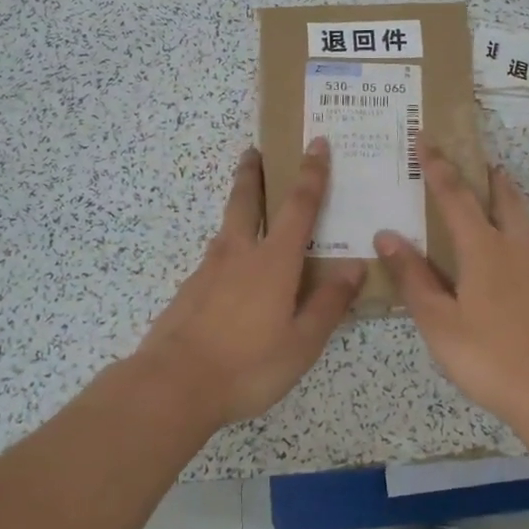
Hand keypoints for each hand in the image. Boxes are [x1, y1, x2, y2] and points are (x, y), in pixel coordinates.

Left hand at [139, 140, 366, 426]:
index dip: (312, 174)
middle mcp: (240, 254)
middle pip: (246, 201)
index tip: (317, 144)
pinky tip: (230, 269)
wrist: (174, 384)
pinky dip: (226, 248)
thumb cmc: (248, 365)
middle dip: (253, 173)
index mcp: (274, 262)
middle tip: (253, 150)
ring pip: (226, 227)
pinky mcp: (189, 290)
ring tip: (246, 205)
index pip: (299, 207)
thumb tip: (355, 267)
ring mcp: (208, 270)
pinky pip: (214, 257)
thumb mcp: (302, 342)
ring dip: (237, 206)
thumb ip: (329, 303)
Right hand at [374, 145, 528, 427]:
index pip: (455, 196)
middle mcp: (513, 248)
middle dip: (486, 176)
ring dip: (506, 198)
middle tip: (476, 160)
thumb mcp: (438, 321)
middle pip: (502, 198)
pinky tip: (509, 250)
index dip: (439, 167)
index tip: (426, 139)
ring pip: (522, 219)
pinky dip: (516, 228)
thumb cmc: (489, 355)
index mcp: (482, 249)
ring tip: (495, 191)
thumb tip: (387, 235)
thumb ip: (413, 277)